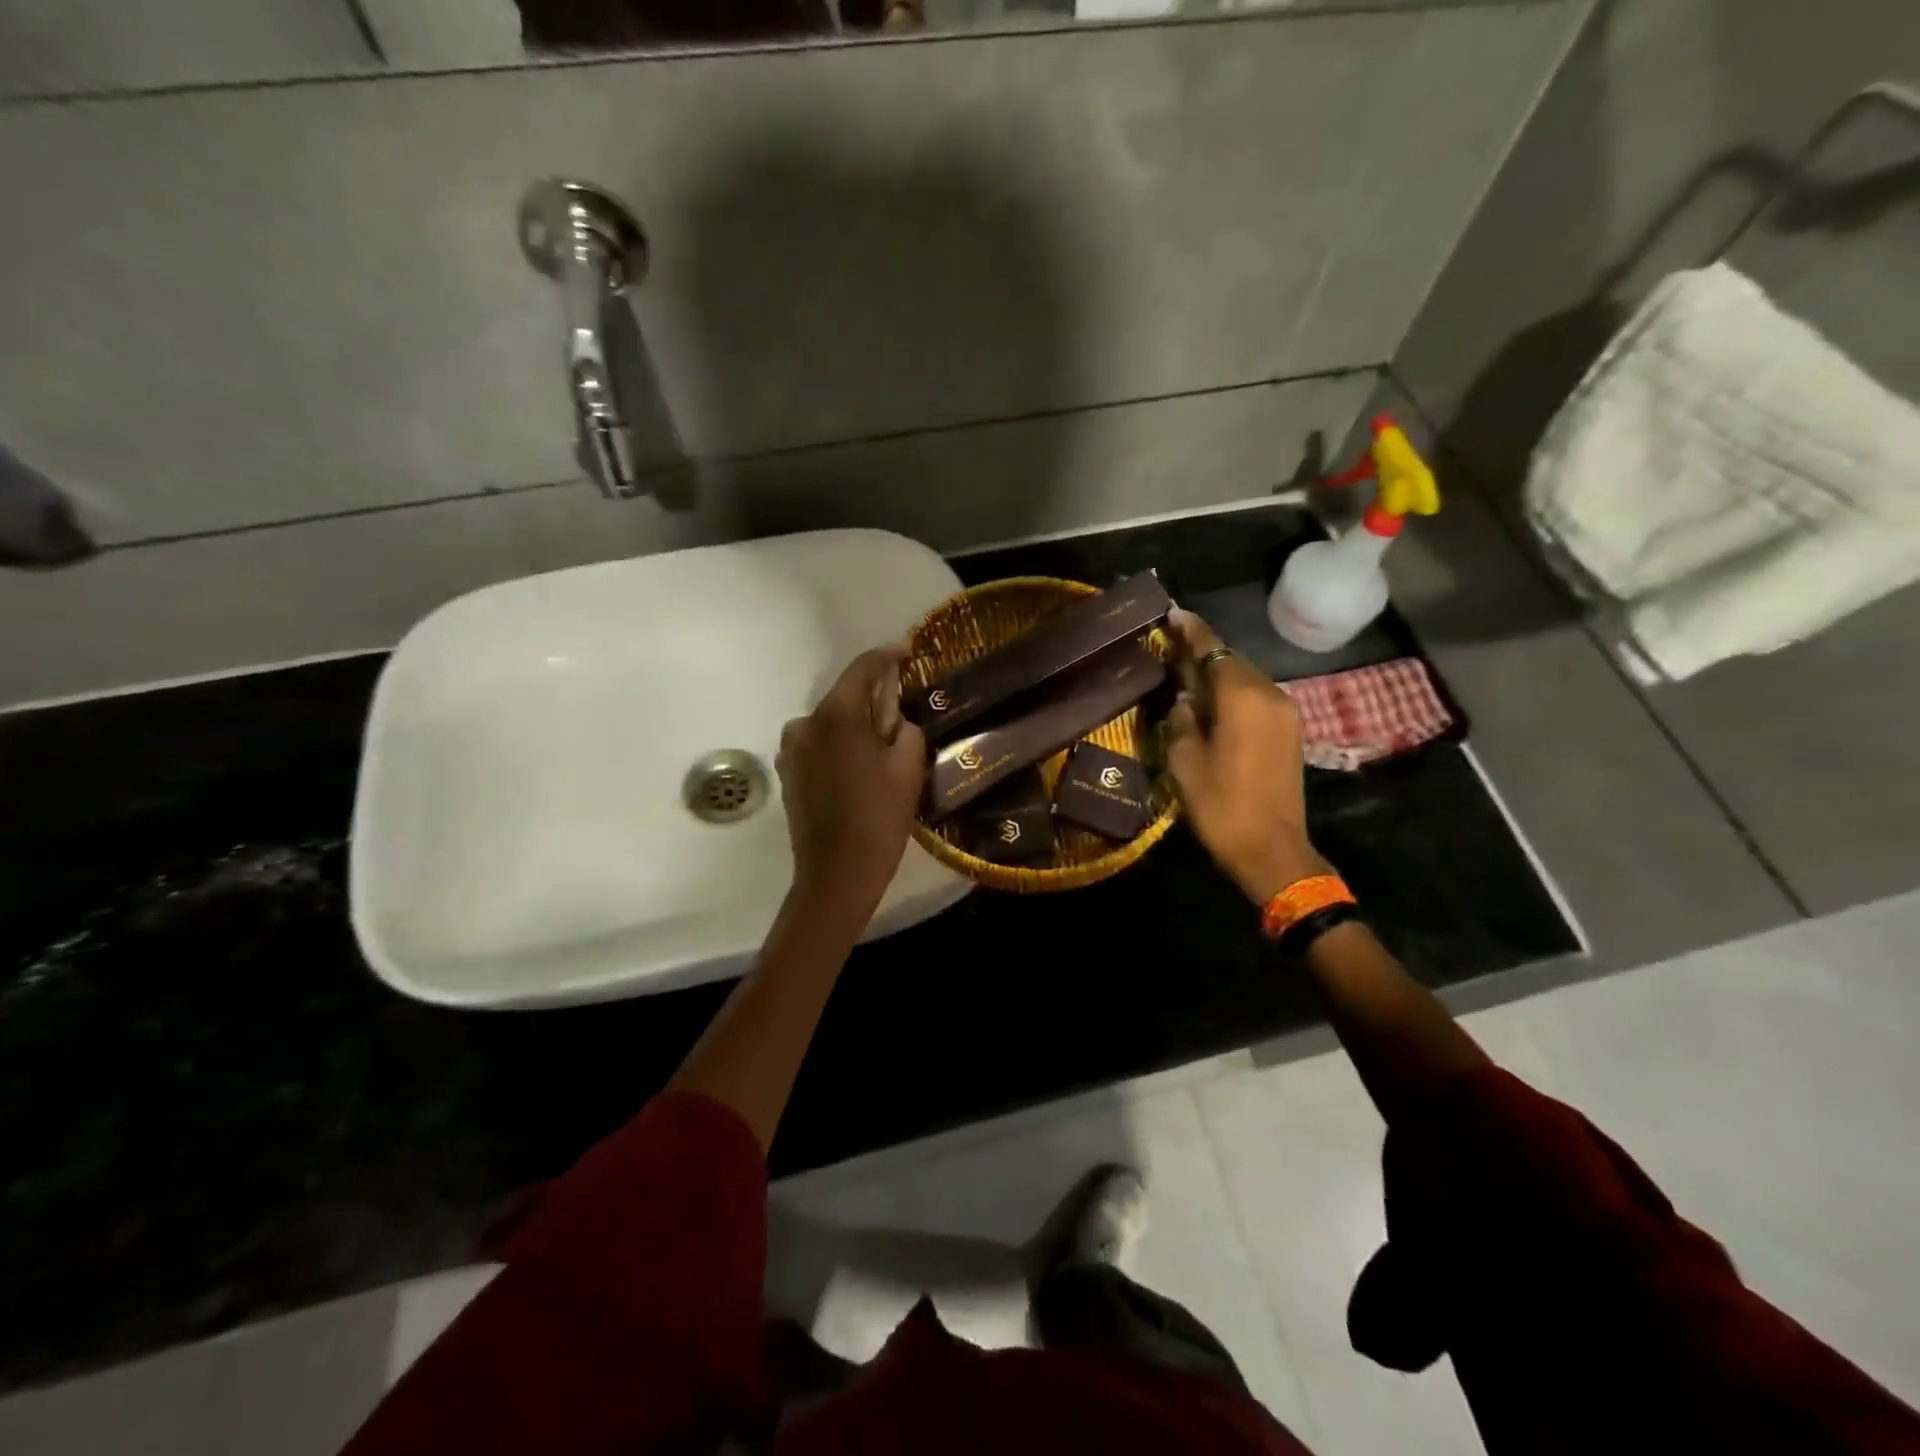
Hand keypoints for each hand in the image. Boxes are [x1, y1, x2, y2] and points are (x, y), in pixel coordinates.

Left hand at [777, 643, 927, 917]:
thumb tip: (894, 720)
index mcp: (837, 715)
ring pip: (830, 722)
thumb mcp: (908, 768)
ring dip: (854, 723)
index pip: (863, 668)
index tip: (908, 649)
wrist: (836, 874)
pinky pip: (818, 744)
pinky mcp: (788, 772)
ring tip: (881, 742)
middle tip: (902, 702)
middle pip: (844, 695)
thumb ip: (904, 729)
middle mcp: (806, 722)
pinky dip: (838, 744)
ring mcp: (791, 749)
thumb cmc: (878, 818)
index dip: (888, 655)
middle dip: (872, 694)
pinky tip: (858, 765)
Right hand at [1165, 608, 1329, 905]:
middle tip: (1171, 648)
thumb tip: (1186, 700)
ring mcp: (1285, 712)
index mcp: (1241, 697)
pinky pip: (1258, 698)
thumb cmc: (1220, 805)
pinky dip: (1235, 693)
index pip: (1213, 649)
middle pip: (1232, 660)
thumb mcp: (1185, 762)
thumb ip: (1182, 720)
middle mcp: (1269, 694)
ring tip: (1188, 677)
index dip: (1191, 630)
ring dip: (1219, 674)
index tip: (1172, 612)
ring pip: (1246, 679)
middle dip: (1203, 652)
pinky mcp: (1290, 731)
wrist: (1272, 849)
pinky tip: (1214, 705)